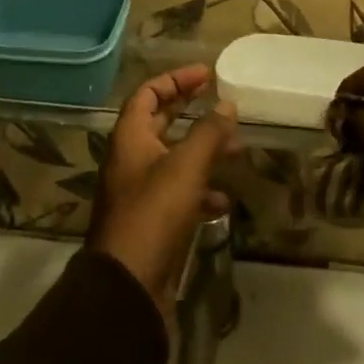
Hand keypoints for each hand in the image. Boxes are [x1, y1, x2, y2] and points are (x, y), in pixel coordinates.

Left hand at [88, 65, 240, 312]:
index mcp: (130, 138)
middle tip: (222, 103)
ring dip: (203, 151)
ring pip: (174, 159)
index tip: (207, 75)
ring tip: (236, 149)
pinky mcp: (152, 222)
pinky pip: (179, 194)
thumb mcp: (186, 167)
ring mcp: (140, 192)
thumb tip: (228, 104)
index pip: (148, 93)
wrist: (128, 288)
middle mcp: (131, 159)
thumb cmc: (153, 214)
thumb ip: (209, 132)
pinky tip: (224, 200)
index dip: (176, 80)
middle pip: (161, 123)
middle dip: (191, 111)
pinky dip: (201, 191)